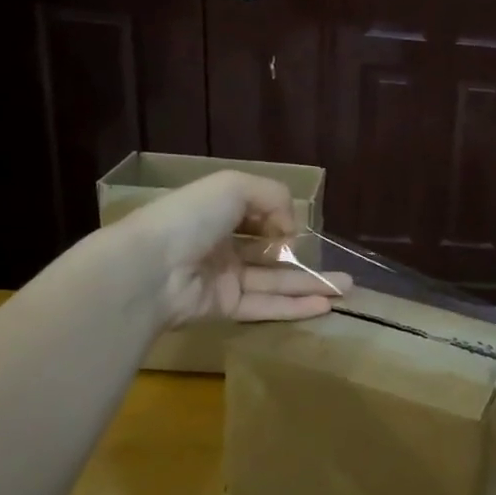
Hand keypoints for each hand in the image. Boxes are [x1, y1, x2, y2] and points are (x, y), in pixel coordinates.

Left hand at [110, 170, 349, 327]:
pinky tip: (324, 305)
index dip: (279, 219)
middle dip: (304, 258)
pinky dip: (294, 305)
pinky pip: (264, 305)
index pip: (255, 215)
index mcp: (216, 212)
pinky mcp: (223, 308)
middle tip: (341, 269)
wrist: (149, 269)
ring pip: (274, 281)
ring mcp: (222, 278)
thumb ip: (273, 198)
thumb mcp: (235, 186)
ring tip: (346, 289)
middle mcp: (220, 244)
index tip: (296, 227)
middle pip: (269, 252)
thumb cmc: (190, 218)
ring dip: (310, 285)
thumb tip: (291, 230)